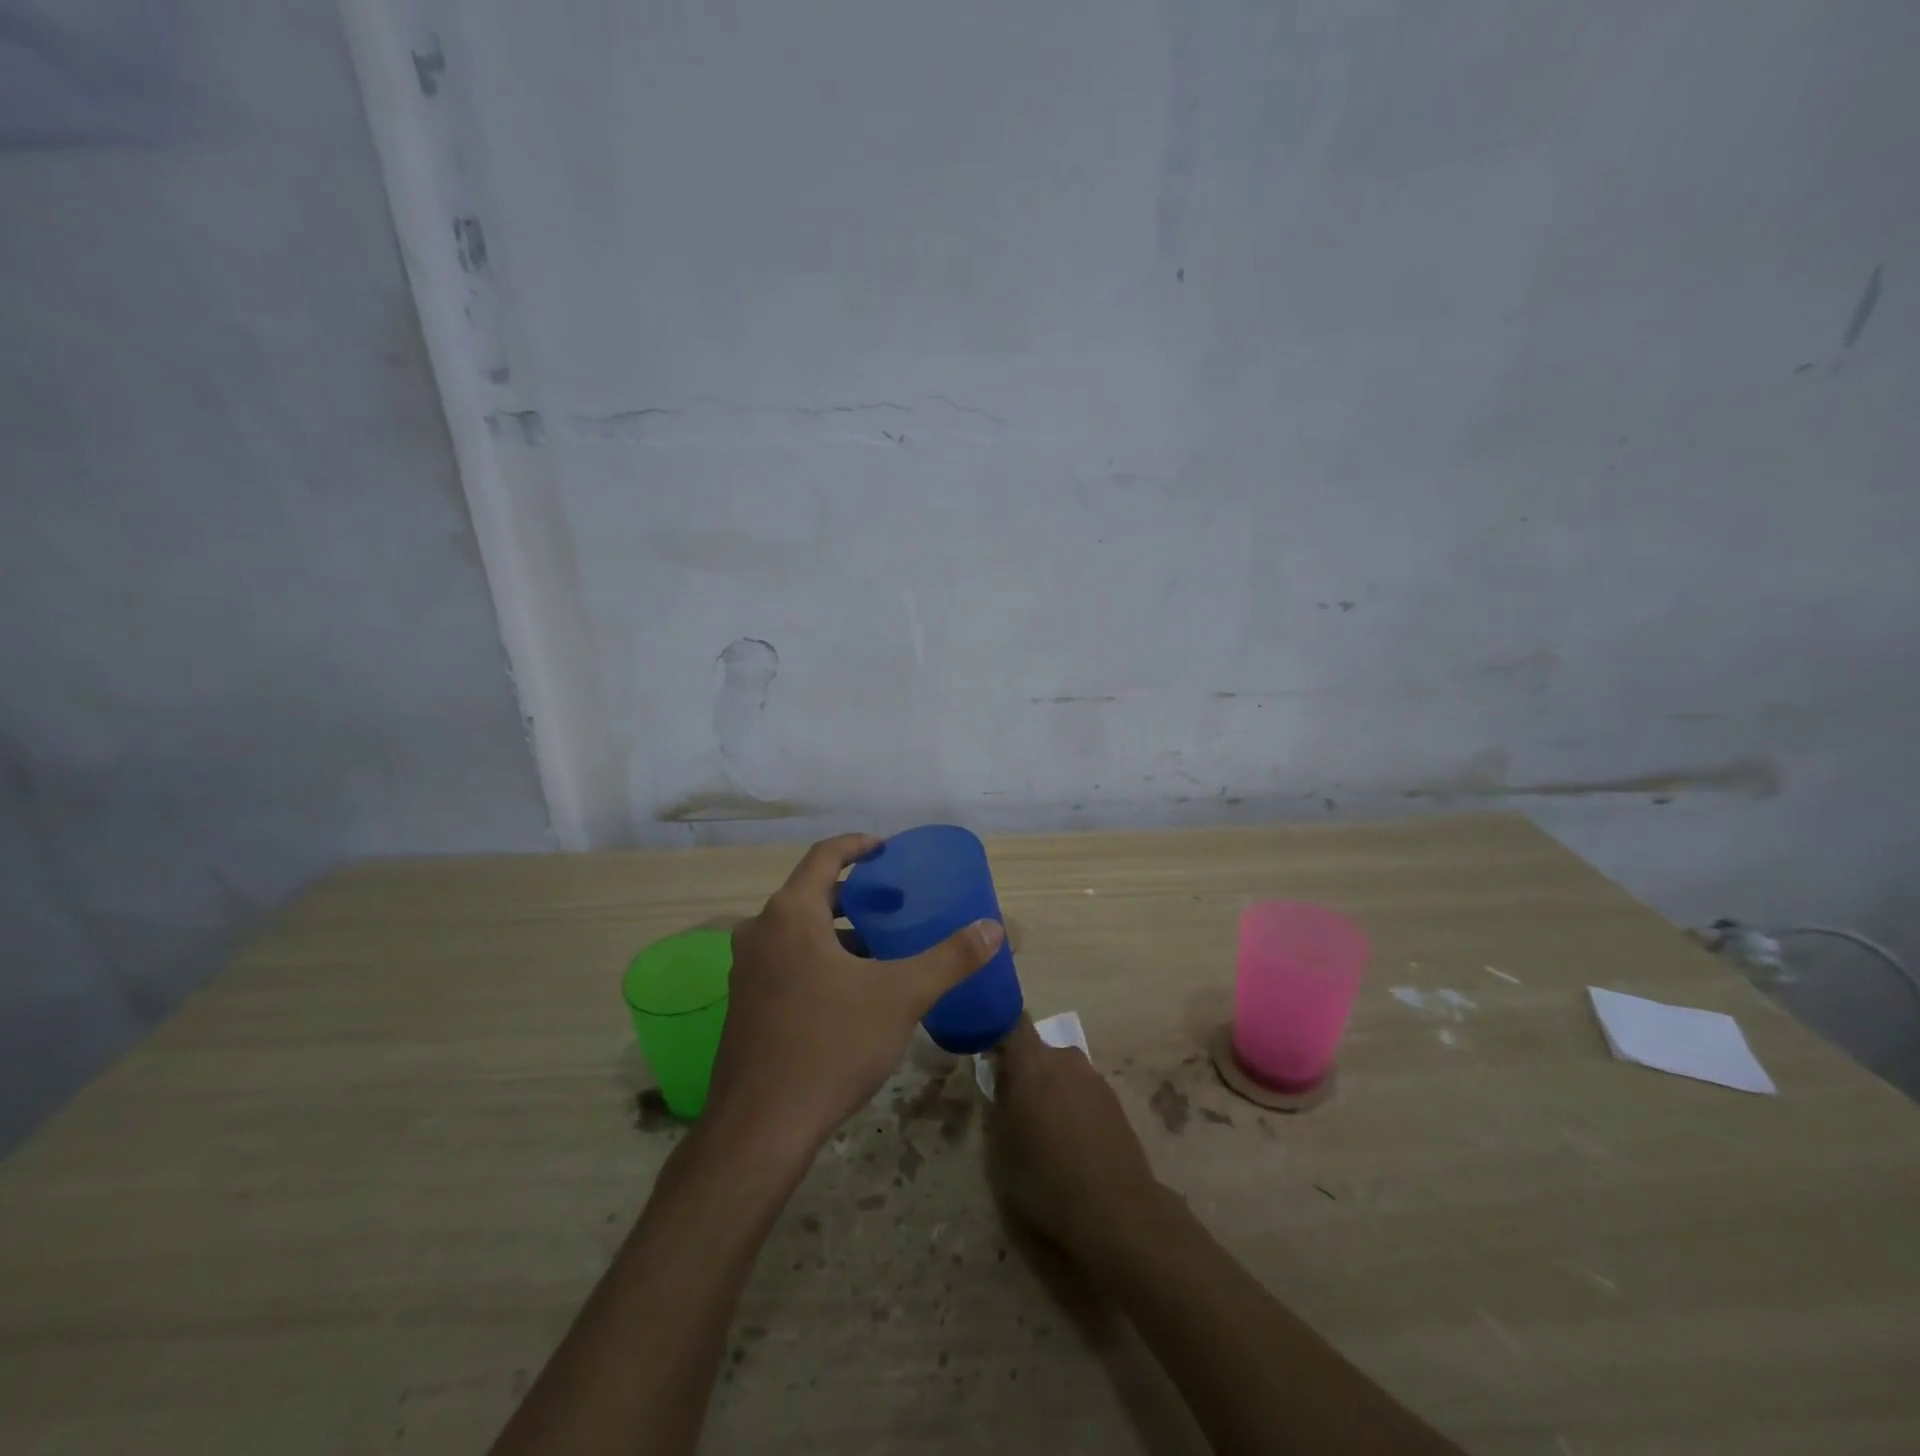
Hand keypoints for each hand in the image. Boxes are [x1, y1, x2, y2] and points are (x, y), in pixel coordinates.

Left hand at [704, 833, 1004, 1152]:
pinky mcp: (744, 1004)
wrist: (760, 1128)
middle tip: (893, 902)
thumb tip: (994, 928)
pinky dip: (818, 957)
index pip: (824, 855)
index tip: (887, 849)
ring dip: (837, 930)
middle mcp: (760, 931)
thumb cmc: (830, 1045)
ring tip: (880, 946)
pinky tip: (850, 990)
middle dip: (854, 893)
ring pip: (797, 931)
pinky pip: (786, 960)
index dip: (858, 845)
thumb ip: (949, 958)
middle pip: (810, 893)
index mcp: (791, 914)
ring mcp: (746, 970)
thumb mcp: (900, 996)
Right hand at [987, 1017, 1163, 1258]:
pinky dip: (1073, 1106)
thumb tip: (999, 1082)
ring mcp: (1095, 1078)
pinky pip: (1083, 1092)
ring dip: (1051, 1089)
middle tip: (1014, 1104)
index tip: (989, 1053)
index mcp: (1032, 1061)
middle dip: (1025, 1069)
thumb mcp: (1000, 1147)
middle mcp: (1065, 1058)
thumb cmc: (1045, 1176)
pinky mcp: (1115, 1102)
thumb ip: (996, 1105)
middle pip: (1039, 1051)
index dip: (999, 1032)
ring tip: (1045, 1130)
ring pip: (1063, 1072)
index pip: (1013, 1022)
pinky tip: (1072, 1143)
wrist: (1116, 1209)